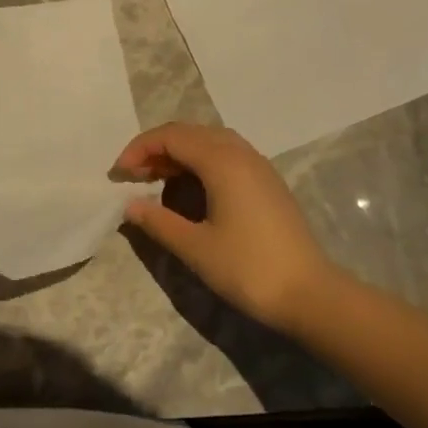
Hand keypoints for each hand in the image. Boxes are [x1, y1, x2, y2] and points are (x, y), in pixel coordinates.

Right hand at [115, 122, 337, 334]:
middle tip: (133, 176)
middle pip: (191, 133)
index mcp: (223, 162)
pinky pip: (227, 156)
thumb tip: (129, 205)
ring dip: (179, 154)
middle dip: (157, 148)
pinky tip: (190, 190)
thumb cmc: (248, 268)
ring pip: (210, 142)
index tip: (118, 174)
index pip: (172, 137)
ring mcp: (259, 167)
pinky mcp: (268, 184)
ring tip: (156, 180)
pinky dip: (200, 163)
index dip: (140, 149)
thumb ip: (157, 221)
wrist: (310, 294)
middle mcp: (242, 154)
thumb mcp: (194, 247)